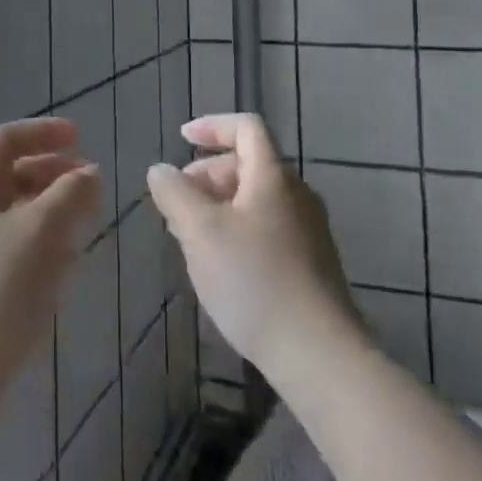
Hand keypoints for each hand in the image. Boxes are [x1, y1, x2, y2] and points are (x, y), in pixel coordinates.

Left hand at [0, 118, 99, 480]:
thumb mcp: (40, 230)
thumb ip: (70, 193)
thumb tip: (91, 172)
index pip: (6, 139)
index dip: (42, 131)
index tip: (80, 137)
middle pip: (13, 173)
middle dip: (53, 170)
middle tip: (89, 182)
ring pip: (18, 210)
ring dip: (53, 206)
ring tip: (86, 219)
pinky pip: (18, 245)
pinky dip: (45, 240)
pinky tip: (68, 261)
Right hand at [148, 113, 361, 385]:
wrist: (320, 355)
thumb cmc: (254, 281)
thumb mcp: (201, 232)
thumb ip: (176, 194)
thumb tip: (161, 169)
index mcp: (273, 176)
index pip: (246, 128)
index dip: (213, 125)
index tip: (182, 138)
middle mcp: (296, 194)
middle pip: (249, 164)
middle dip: (208, 174)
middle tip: (178, 203)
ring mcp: (308, 230)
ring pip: (256, 200)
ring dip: (219, 206)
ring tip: (191, 239)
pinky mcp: (311, 264)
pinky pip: (267, 228)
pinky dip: (238, 230)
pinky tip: (221, 268)